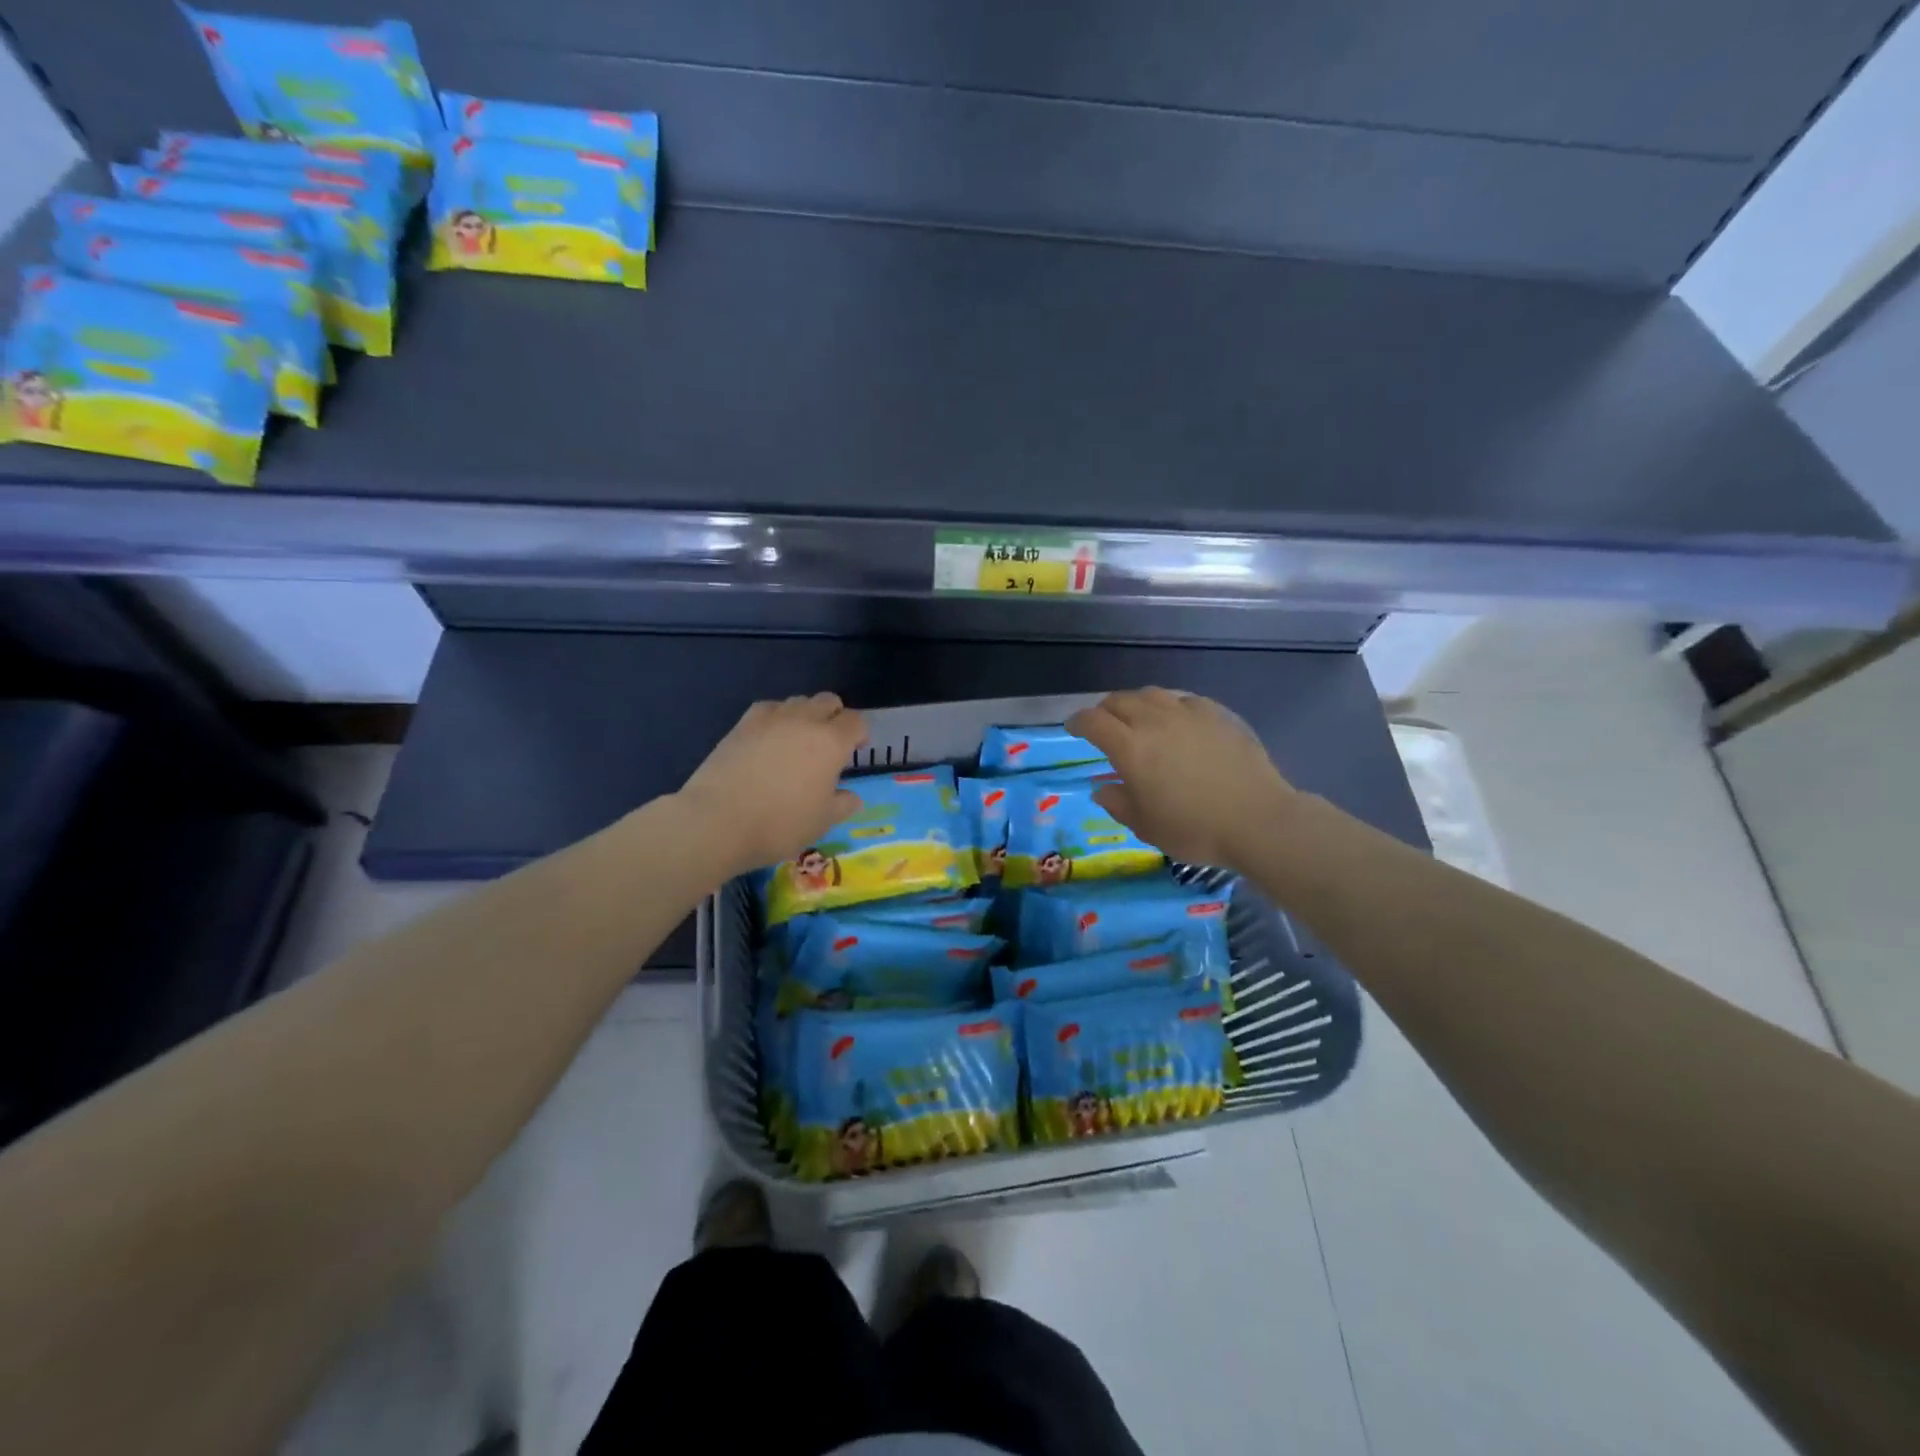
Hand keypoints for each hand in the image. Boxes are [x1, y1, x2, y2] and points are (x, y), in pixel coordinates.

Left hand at [677, 694, 867, 874]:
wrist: (718, 820)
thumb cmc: (780, 824)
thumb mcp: (821, 822)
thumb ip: (842, 805)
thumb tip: (852, 797)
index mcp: (831, 742)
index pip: (855, 721)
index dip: (859, 734)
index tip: (854, 751)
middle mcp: (804, 721)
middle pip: (827, 701)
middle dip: (834, 717)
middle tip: (829, 745)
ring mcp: (770, 719)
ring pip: (797, 701)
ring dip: (805, 715)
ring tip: (798, 742)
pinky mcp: (742, 724)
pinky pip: (768, 709)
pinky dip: (776, 718)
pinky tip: (769, 740)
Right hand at [1066, 688, 1296, 870]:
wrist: (1257, 820)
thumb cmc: (1194, 829)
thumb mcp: (1146, 826)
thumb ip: (1118, 803)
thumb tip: (1102, 789)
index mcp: (1130, 748)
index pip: (1093, 722)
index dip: (1078, 721)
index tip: (1073, 728)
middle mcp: (1155, 722)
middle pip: (1119, 701)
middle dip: (1105, 710)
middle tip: (1103, 724)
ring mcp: (1188, 714)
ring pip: (1152, 694)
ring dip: (1136, 702)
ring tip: (1138, 717)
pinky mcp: (1217, 715)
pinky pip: (1184, 699)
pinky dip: (1169, 705)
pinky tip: (1176, 719)